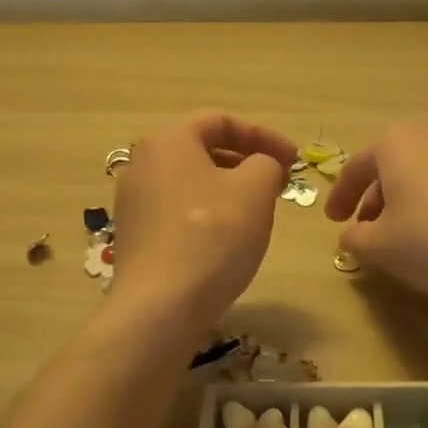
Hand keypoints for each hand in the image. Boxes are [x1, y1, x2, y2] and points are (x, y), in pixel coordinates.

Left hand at [109, 111, 297, 330]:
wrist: (161, 306)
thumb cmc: (212, 235)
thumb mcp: (255, 189)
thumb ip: (266, 164)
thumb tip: (261, 167)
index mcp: (168, 141)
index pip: (220, 121)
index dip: (263, 135)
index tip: (293, 160)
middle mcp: (142, 165)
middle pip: (202, 151)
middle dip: (246, 163)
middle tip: (278, 185)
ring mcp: (133, 204)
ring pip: (190, 184)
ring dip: (228, 191)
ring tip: (257, 213)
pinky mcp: (135, 239)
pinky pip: (178, 214)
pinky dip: (207, 216)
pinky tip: (227, 243)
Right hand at [324, 123, 427, 302]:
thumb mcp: (379, 246)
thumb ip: (355, 239)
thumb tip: (351, 235)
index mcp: (394, 144)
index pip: (354, 168)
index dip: (339, 197)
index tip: (332, 222)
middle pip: (390, 168)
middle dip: (373, 200)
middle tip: (363, 229)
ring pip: (420, 178)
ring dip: (403, 205)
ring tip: (398, 237)